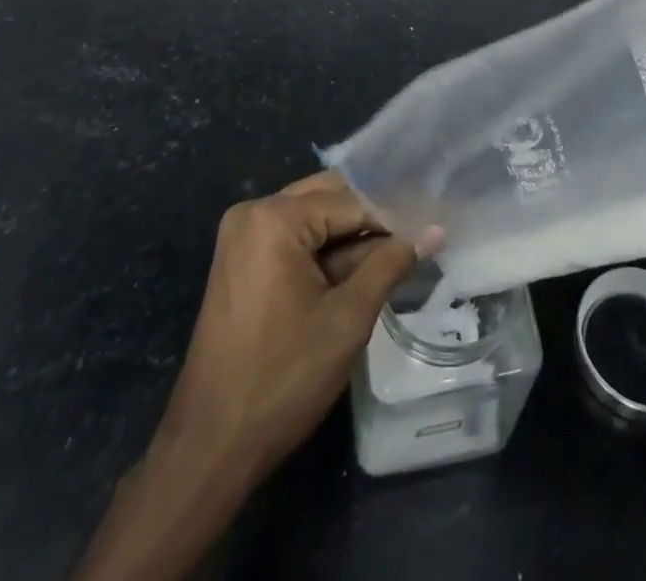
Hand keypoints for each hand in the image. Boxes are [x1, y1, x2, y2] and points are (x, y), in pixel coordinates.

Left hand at [158, 172, 431, 485]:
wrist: (210, 446)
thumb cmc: (283, 379)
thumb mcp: (348, 319)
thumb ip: (390, 264)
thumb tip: (435, 231)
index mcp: (274, 217)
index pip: (350, 201)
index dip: (392, 220)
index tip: (428, 234)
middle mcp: (254, 212)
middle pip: (328, 198)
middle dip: (370, 222)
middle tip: (414, 244)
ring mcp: (242, 236)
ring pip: (313, 218)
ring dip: (349, 239)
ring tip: (392, 262)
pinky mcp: (240, 260)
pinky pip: (293, 239)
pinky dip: (324, 253)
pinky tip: (356, 275)